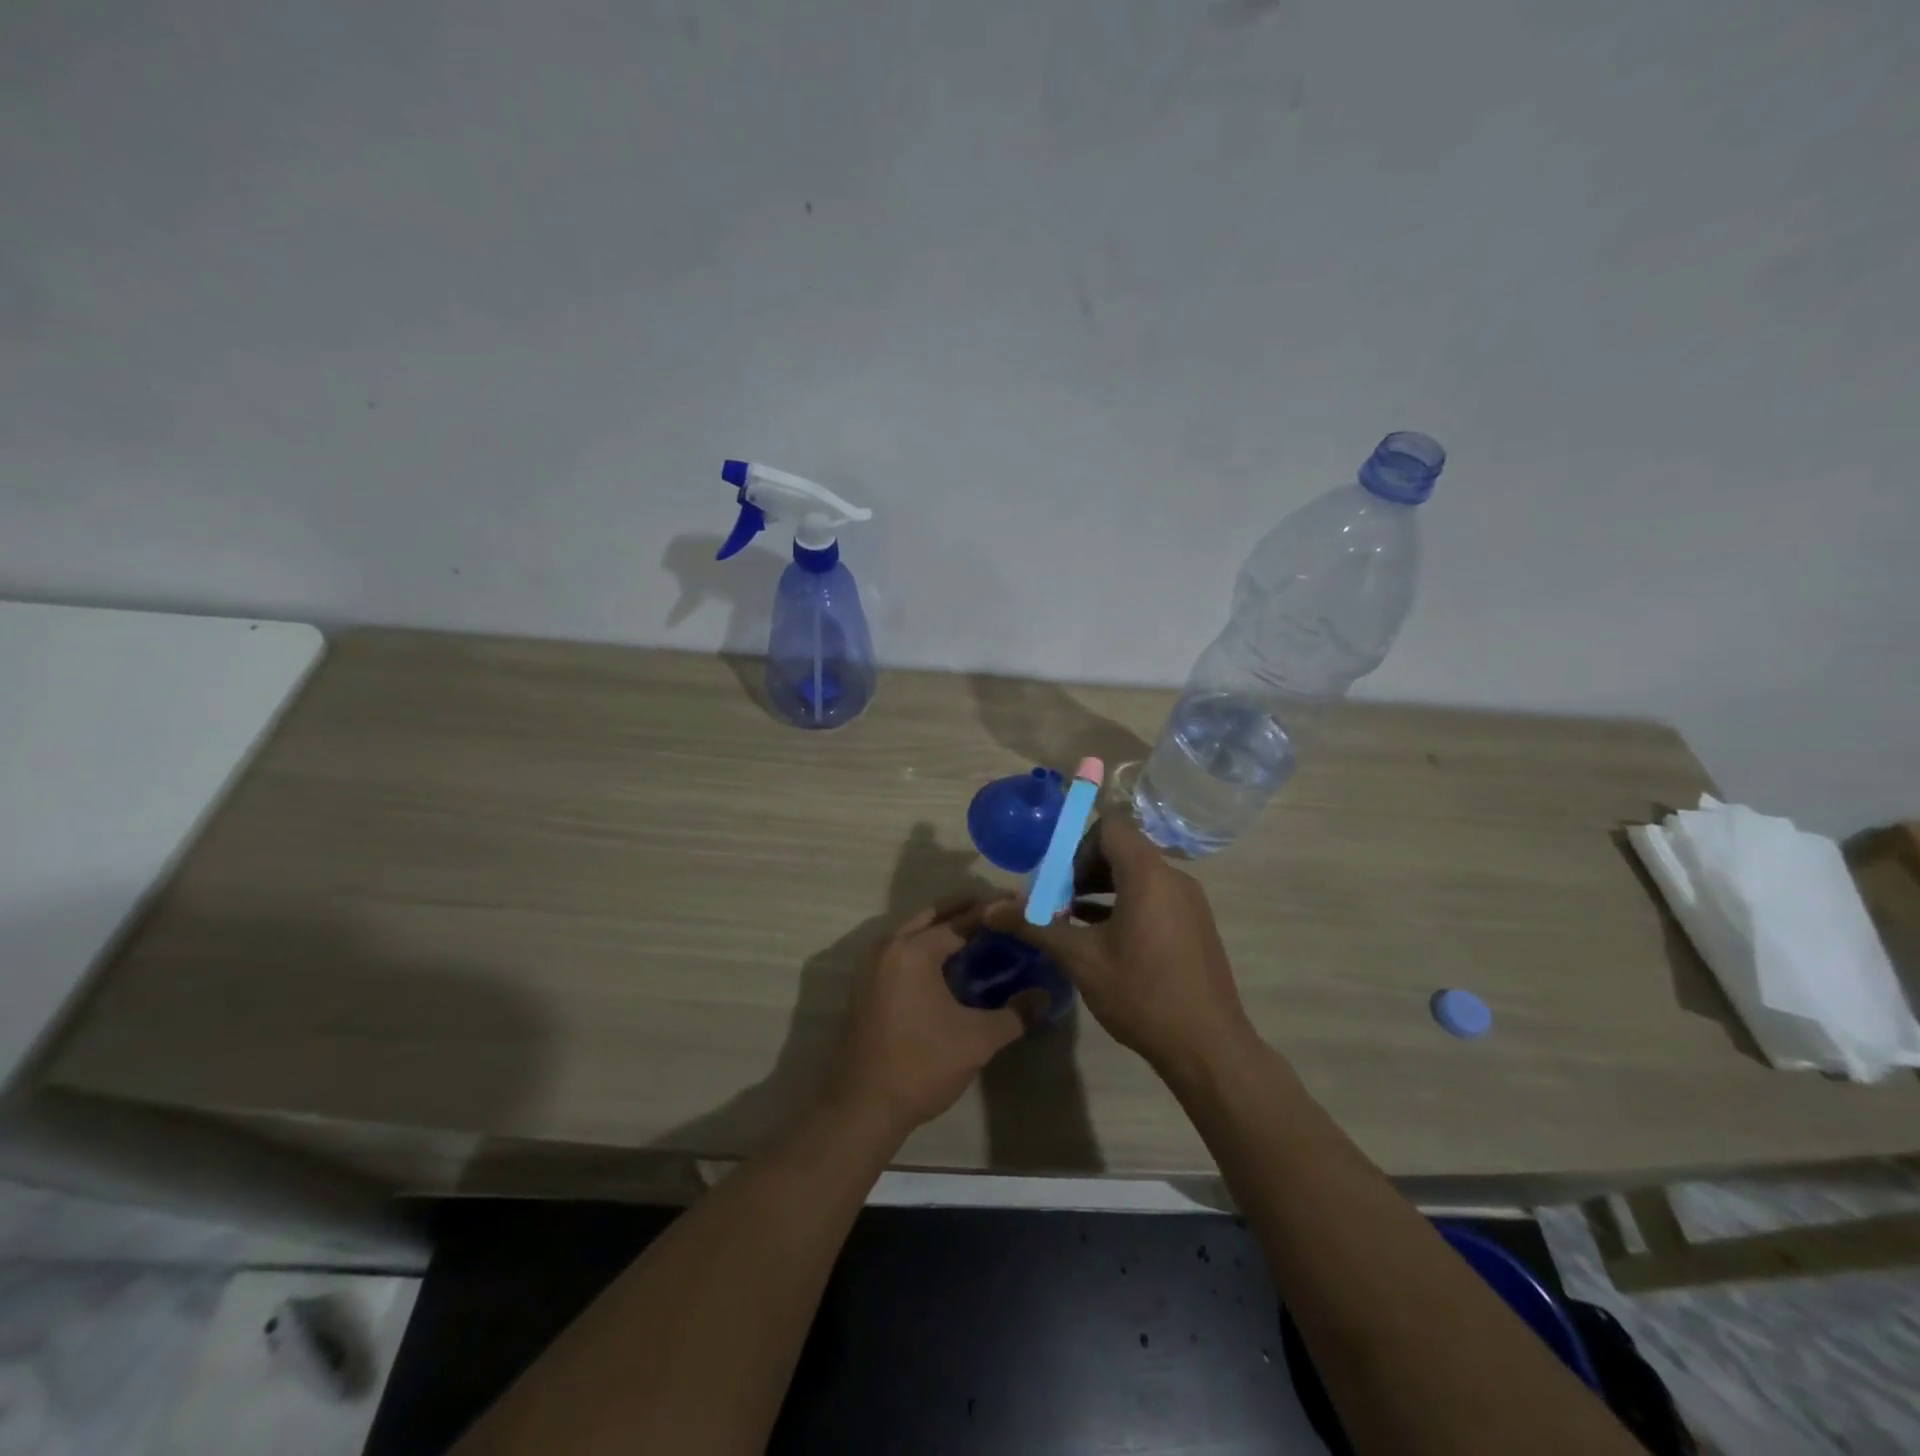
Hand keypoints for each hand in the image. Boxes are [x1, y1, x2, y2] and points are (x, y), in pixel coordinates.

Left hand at [825, 895, 1026, 1139]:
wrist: (862, 1106)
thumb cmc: (921, 1065)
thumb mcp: (977, 1040)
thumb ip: (1015, 1014)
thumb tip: (1044, 997)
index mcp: (914, 951)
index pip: (960, 921)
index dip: (992, 914)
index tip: (1018, 905)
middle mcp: (889, 947)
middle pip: (932, 916)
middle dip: (965, 910)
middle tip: (999, 911)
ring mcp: (873, 966)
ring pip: (914, 932)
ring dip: (943, 927)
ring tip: (980, 932)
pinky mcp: (867, 985)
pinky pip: (902, 951)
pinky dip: (926, 946)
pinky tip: (950, 964)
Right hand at [985, 815, 1254, 1077]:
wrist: (1208, 1047)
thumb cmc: (1141, 993)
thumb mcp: (1080, 959)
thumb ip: (1035, 927)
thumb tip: (989, 910)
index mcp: (1148, 874)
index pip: (1110, 826)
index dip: (1078, 845)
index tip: (1059, 881)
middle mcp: (1173, 877)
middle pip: (1123, 849)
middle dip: (1085, 869)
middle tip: (1060, 903)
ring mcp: (1189, 901)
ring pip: (1139, 875)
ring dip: (1103, 888)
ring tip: (1075, 922)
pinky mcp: (1195, 924)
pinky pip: (1155, 896)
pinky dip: (1126, 904)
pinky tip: (1103, 938)